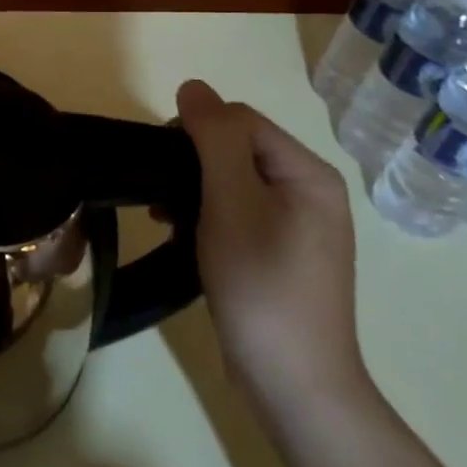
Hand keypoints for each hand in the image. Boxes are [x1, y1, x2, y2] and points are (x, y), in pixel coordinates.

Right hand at [171, 80, 367, 411]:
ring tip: (162, 217)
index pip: (240, 121)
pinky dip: (204, 215)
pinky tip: (181, 235)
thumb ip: (214, 140)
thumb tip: (193, 86)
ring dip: (192, 189)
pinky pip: (235, 213)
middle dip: (190, 162)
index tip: (158, 165)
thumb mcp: (231, 204)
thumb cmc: (260, 285)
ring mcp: (296, 226)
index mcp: (308, 174)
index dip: (194, 131)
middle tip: (158, 195)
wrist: (292, 380)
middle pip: (236, 149)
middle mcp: (309, 192)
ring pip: (230, 182)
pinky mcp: (279, 254)